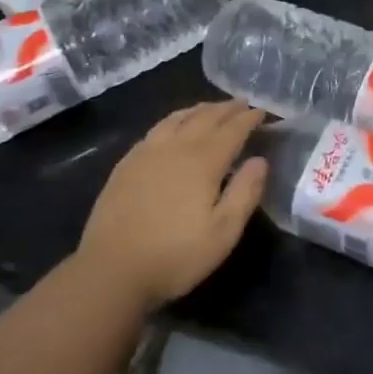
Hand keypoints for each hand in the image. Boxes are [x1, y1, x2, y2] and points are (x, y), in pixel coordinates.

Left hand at [77, 101, 268, 309]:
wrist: (111, 270)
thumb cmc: (175, 255)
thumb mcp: (223, 233)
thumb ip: (245, 193)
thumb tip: (260, 160)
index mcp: (203, 162)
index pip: (232, 130)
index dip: (248, 119)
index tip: (261, 111)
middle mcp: (176, 148)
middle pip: (205, 118)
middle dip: (226, 109)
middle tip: (241, 103)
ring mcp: (147, 153)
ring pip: (177, 118)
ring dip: (199, 109)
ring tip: (211, 108)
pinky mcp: (126, 164)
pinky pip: (155, 129)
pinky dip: (173, 120)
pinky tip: (173, 127)